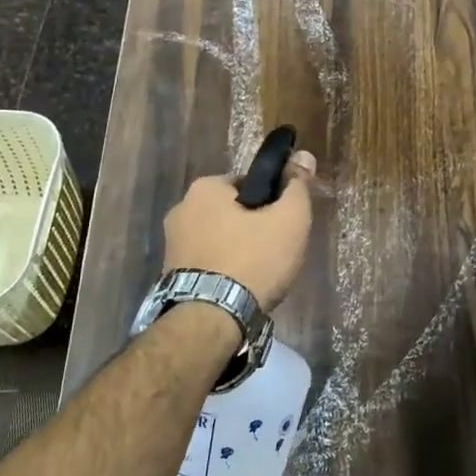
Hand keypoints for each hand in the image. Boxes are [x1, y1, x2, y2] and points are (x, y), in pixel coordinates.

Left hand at [161, 151, 316, 308]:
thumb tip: (304, 155)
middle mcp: (180, 209)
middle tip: (276, 252)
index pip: (249, 184)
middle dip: (252, 228)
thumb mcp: (289, 220)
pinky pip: (208, 262)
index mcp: (204, 188)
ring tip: (259, 275)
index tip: (284, 225)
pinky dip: (224, 270)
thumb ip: (298, 187)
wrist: (211, 319)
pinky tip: (240, 287)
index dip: (272, 202)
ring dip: (238, 250)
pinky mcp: (170, 274)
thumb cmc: (253, 260)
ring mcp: (171, 244)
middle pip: (232, 212)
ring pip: (219, 238)